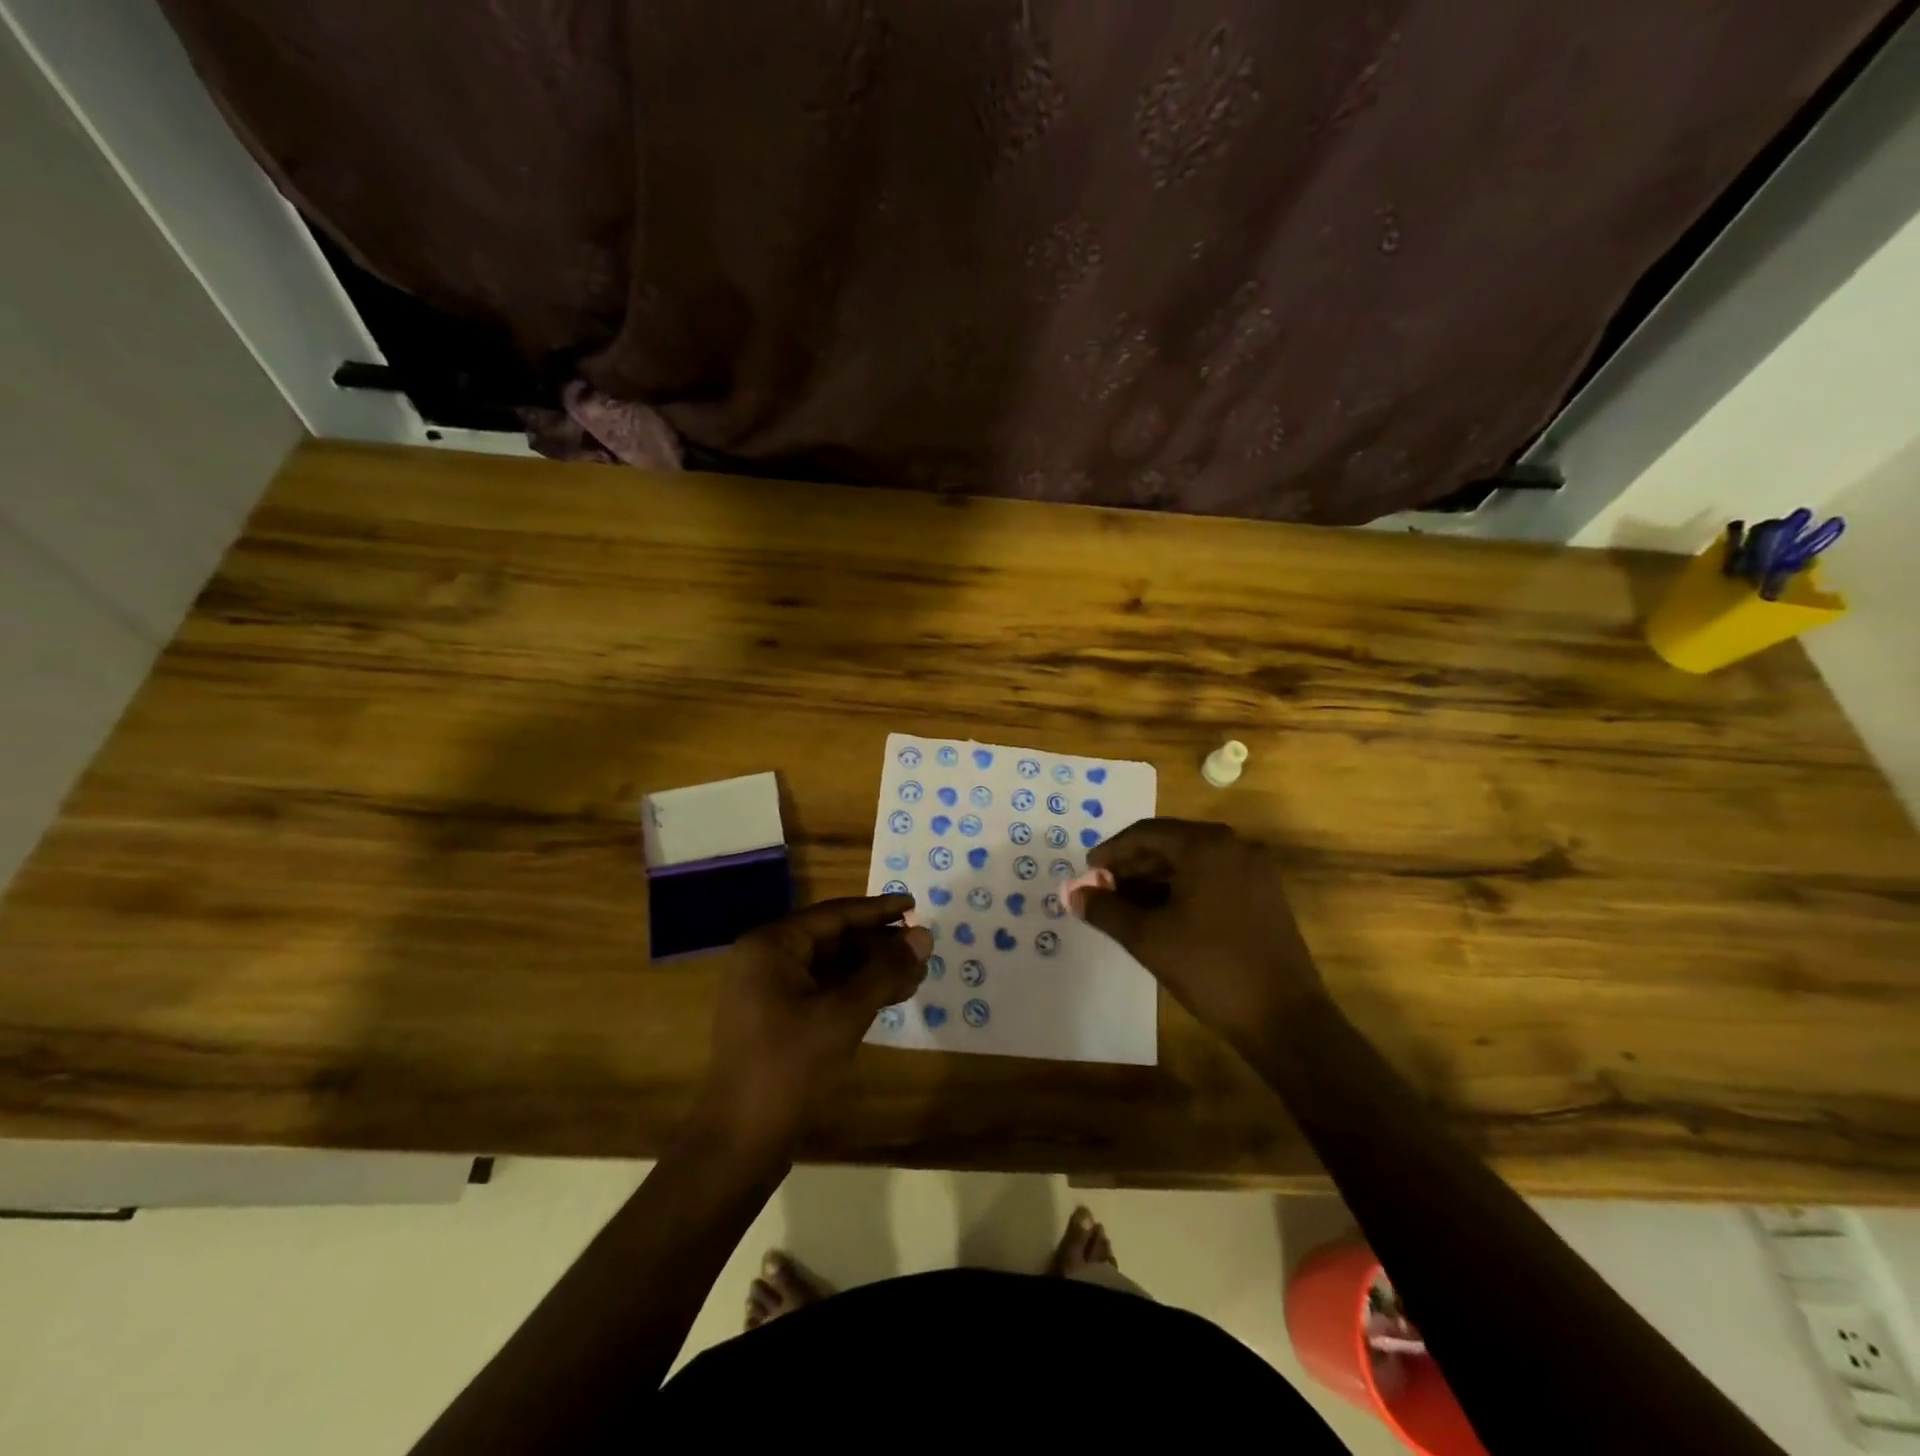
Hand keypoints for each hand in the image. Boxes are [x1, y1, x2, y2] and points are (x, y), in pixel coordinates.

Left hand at [698, 895, 930, 1146]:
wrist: (741, 1141)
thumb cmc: (790, 1066)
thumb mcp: (844, 1013)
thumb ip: (885, 970)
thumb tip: (924, 936)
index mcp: (771, 945)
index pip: (834, 915)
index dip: (878, 910)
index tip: (915, 906)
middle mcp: (765, 959)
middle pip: (833, 939)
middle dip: (879, 945)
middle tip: (921, 947)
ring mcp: (768, 991)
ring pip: (831, 967)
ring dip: (872, 970)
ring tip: (915, 973)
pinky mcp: (776, 1020)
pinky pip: (822, 991)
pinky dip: (855, 992)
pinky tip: (890, 996)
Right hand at [1080, 819, 1324, 1046]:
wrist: (1284, 1019)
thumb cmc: (1210, 968)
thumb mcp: (1148, 938)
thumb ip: (1105, 910)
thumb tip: (1074, 894)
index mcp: (1207, 846)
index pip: (1146, 833)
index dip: (1111, 852)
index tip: (1087, 874)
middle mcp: (1234, 847)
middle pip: (1170, 844)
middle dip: (1132, 867)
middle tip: (1103, 892)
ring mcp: (1254, 871)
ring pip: (1191, 863)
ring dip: (1155, 880)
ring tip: (1125, 908)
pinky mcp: (1264, 896)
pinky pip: (1212, 879)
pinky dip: (1182, 891)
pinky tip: (1161, 917)